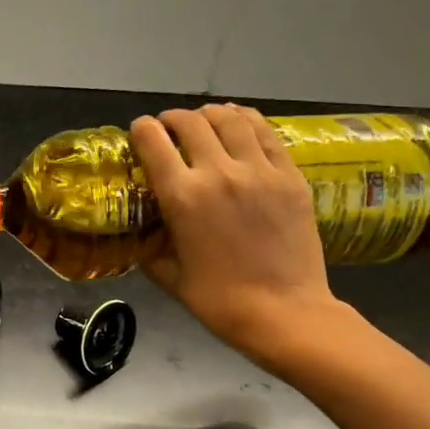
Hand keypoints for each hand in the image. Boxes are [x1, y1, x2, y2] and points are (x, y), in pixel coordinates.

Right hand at [130, 104, 346, 364]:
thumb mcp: (168, 275)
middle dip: (172, 119)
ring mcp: (259, 171)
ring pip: (230, 119)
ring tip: (204, 122)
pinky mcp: (290, 175)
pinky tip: (238, 124)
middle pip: (190, 121)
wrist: (284, 313)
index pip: (152, 140)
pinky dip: (246, 121)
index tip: (139, 133)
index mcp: (182, 197)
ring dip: (209, 115)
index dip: (140, 130)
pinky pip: (266, 133)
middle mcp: (218, 172)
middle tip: (169, 128)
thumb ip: (150, 246)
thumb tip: (142, 231)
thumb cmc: (218, 301)